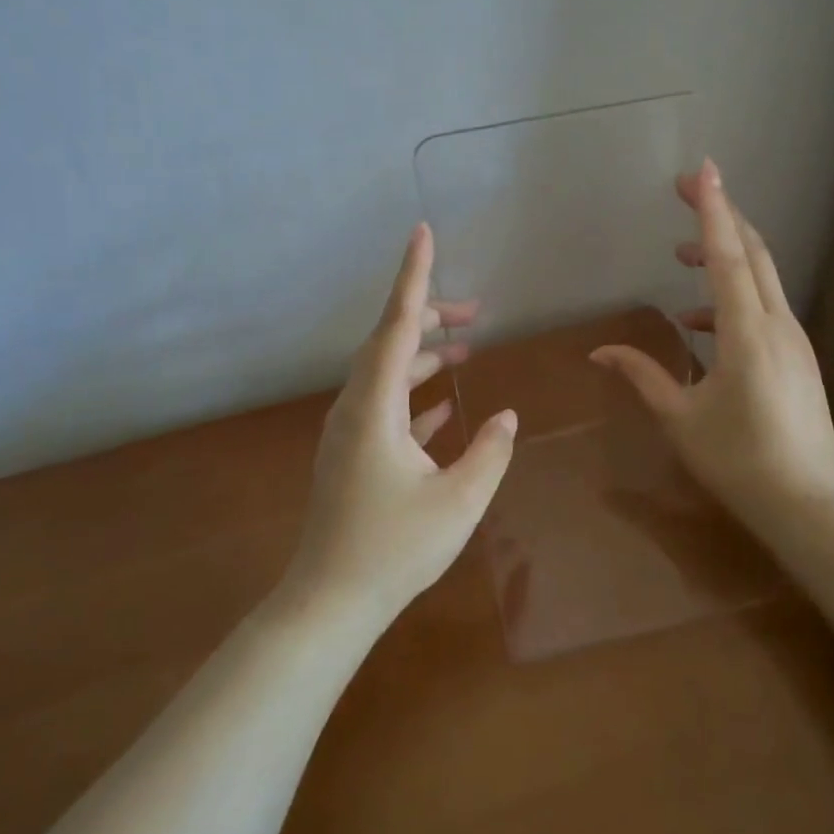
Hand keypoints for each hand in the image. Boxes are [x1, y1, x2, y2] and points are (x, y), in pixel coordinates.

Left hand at [283, 223, 517, 629]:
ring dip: (424, 356)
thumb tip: (504, 417)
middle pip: (389, 343)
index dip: (413, 277)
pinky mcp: (352, 454)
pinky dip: (414, 395)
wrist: (329, 601)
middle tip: (475, 312)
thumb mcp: (460, 500)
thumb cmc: (395, 548)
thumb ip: (489, 451)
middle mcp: (355, 407)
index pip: (397, 325)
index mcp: (374, 406)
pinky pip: (385, 406)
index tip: (423, 233)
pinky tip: (444, 406)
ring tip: (466, 350)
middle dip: (430, 317)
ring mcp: (350, 432)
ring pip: (387, 374)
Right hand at [591, 158, 833, 535]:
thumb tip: (601, 351)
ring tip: (682, 256)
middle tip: (686, 189)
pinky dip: (732, 296)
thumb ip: (642, 375)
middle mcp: (776, 324)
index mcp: (747, 334)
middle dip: (721, 215)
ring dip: (725, 256)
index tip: (702, 169)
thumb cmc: (739, 461)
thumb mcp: (680, 419)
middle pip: (752, 252)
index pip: (728, 257)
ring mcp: (793, 338)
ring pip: (761, 277)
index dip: (713, 210)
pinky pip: (763, 306)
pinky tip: (698, 322)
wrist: (810, 502)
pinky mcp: (796, 354)